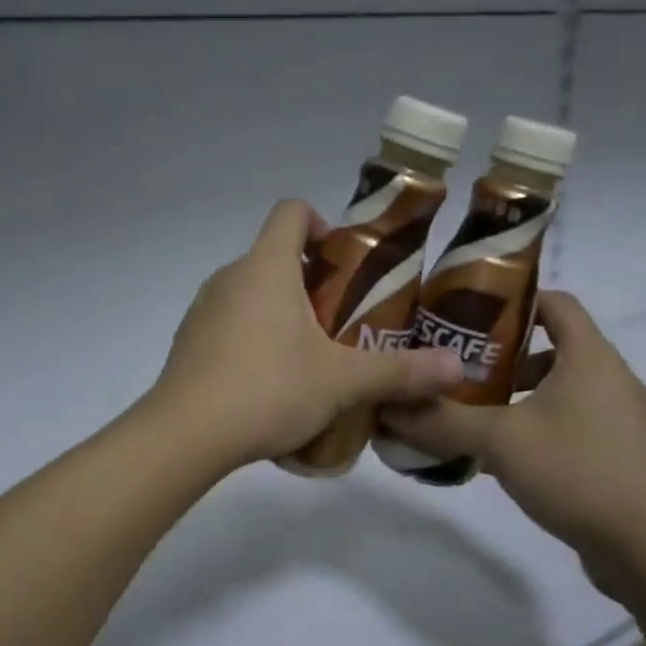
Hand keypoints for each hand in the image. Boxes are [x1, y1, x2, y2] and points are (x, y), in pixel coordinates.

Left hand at [150, 200, 465, 468]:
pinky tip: (270, 384)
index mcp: (266, 267)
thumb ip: (400, 372)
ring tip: (310, 358)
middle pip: (274, 256)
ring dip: (281, 313)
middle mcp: (229, 277)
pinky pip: (228, 325)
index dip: (321, 224)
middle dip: (310, 281)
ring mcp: (202, 310)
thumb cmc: (268, 388)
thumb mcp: (342, 381)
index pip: (291, 212)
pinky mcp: (188, 343)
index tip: (343, 260)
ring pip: (250, 293)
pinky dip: (252, 339)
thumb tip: (459, 368)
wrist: (186, 434)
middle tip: (342, 321)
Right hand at [380, 291, 645, 575]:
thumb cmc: (574, 471)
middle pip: (552, 347)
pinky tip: (501, 456)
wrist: (645, 548)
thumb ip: (442, 420)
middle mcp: (610, 378)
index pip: (555, 302)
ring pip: (559, 389)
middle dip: (502, 356)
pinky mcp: (617, 454)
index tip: (469, 318)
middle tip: (458, 370)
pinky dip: (535, 427)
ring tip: (473, 414)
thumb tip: (390, 407)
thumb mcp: (497, 440)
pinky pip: (570, 424)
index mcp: (590, 357)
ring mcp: (618, 418)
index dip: (513, 301)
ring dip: (517, 396)